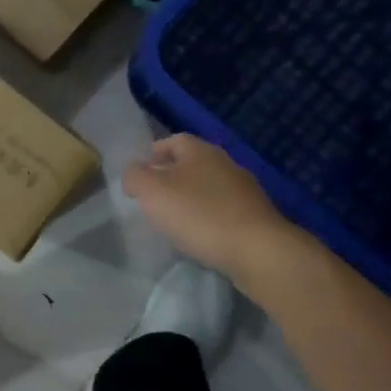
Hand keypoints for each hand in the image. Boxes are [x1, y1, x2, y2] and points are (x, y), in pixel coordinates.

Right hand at [123, 134, 295, 280]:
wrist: (257, 249)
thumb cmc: (199, 214)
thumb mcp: (153, 192)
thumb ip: (135, 177)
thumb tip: (133, 172)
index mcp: (201, 151)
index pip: (174, 140)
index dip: (155, 151)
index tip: (141, 169)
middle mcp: (225, 163)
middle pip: (193, 162)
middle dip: (173, 174)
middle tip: (154, 194)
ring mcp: (245, 190)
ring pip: (210, 185)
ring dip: (192, 196)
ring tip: (175, 216)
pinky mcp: (256, 216)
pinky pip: (224, 208)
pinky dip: (209, 215)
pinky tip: (201, 233)